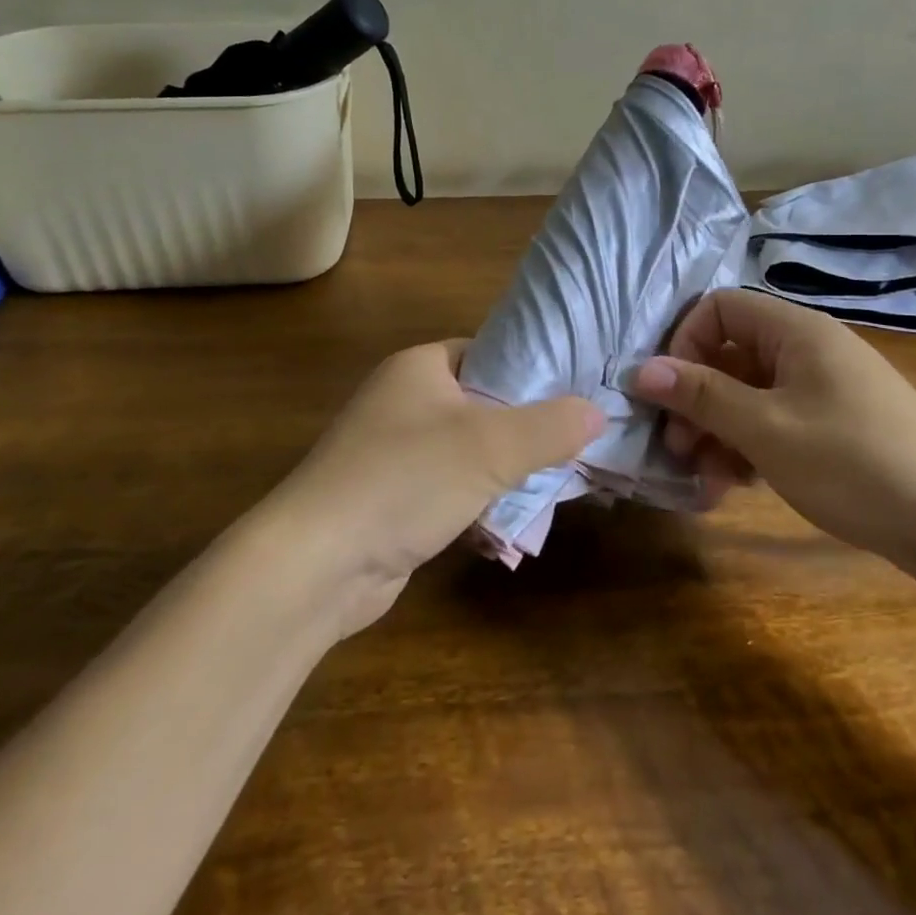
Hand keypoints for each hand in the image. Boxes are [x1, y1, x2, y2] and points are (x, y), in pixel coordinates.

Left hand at [277, 341, 601, 631]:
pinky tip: (512, 521)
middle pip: (483, 403)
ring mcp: (393, 451)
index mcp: (419, 367)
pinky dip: (478, 499)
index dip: (534, 368)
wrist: (317, 563)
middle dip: (527, 426)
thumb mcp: (491, 446)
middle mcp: (403, 400)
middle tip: (578, 441)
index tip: (579, 390)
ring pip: (468, 450)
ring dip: (506, 468)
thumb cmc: (405, 480)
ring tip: (558, 480)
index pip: (490, 352)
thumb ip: (550, 426)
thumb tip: (598, 411)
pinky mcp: (391, 498)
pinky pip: (449, 487)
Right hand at [631, 289, 915, 559]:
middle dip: (695, 399)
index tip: (668, 392)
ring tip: (705, 479)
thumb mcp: (765, 429)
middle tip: (677, 448)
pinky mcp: (833, 425)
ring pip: (748, 395)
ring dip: (717, 432)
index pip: (719, 308)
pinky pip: (774, 421)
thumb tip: (639, 370)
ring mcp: (822, 389)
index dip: (684, 343)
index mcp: (795, 331)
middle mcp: (807, 350)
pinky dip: (748, 447)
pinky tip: (736, 487)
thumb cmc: (853, 462)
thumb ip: (701, 396)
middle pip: (730, 355)